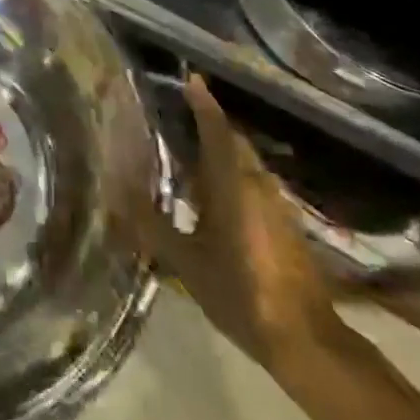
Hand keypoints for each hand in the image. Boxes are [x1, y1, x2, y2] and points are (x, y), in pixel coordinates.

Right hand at [124, 76, 343, 371]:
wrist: (304, 339)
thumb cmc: (239, 292)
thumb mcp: (185, 262)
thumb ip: (151, 225)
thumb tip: (115, 193)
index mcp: (231, 182)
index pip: (216, 128)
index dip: (203, 102)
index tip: (190, 79)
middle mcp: (256, 182)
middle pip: (233, 140)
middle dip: (210, 123)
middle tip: (179, 115)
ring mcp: (276, 202)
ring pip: (245, 162)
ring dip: (222, 150)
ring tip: (190, 152)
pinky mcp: (286, 223)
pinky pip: (254, 182)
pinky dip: (233, 174)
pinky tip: (215, 194)